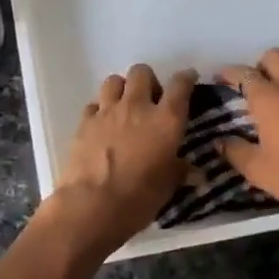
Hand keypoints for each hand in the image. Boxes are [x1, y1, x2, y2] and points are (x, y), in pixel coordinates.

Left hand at [44, 64, 196, 252]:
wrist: (92, 205)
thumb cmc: (139, 198)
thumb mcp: (167, 187)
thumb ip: (179, 171)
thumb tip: (194, 173)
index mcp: (165, 120)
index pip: (180, 85)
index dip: (186, 78)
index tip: (189, 78)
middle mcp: (137, 106)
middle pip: (141, 72)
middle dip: (148, 80)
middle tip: (150, 100)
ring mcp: (107, 111)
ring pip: (114, 80)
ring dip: (122, 89)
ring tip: (124, 107)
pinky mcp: (84, 122)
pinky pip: (94, 104)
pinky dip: (100, 110)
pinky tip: (102, 125)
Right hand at [218, 49, 278, 235]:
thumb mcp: (259, 172)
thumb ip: (235, 152)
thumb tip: (220, 142)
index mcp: (271, 100)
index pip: (245, 74)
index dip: (229, 73)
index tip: (220, 79)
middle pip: (275, 56)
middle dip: (259, 65)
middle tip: (252, 86)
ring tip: (278, 90)